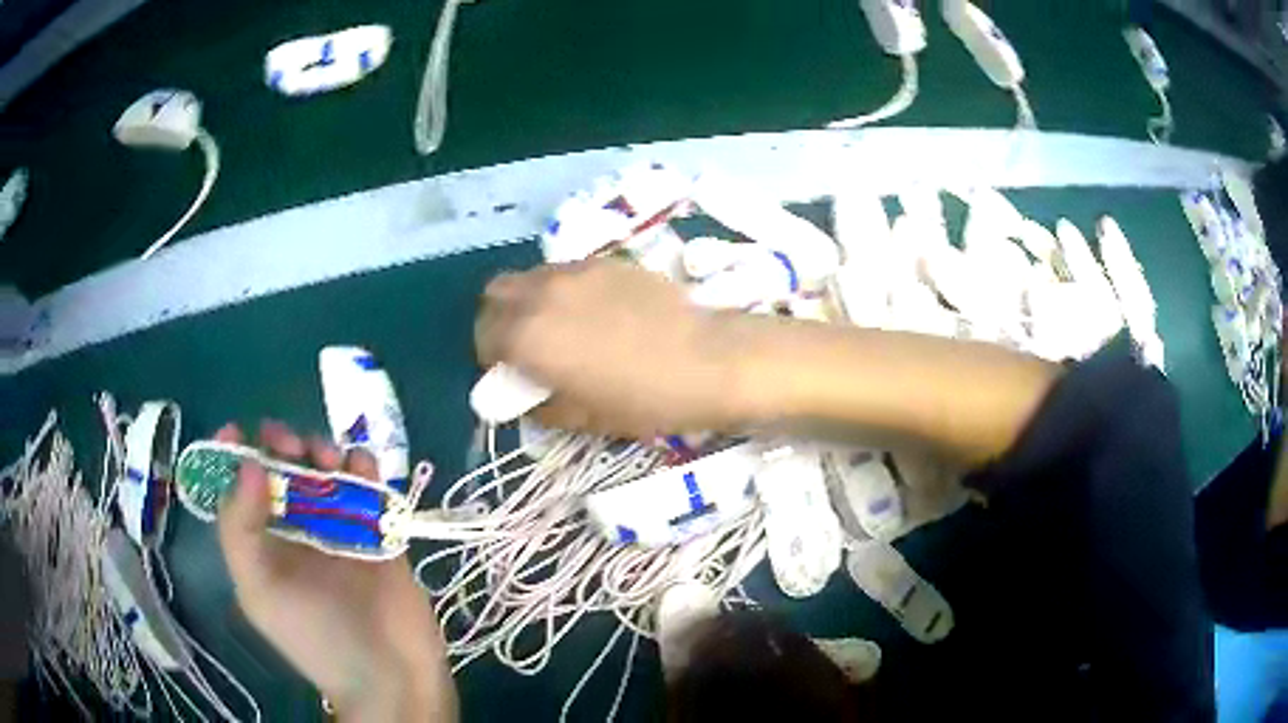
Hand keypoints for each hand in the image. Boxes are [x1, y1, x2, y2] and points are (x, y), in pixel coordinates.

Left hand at [215, 422, 456, 721]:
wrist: (390, 675)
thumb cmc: (317, 638)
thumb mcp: (260, 591)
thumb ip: (240, 529)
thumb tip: (245, 462)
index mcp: (263, 545)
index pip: (240, 489)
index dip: (235, 455)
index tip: (238, 429)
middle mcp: (296, 532)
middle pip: (284, 471)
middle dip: (283, 447)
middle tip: (290, 445)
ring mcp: (340, 531)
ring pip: (327, 472)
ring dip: (324, 452)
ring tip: (329, 458)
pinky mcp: (379, 532)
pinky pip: (369, 488)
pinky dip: (365, 468)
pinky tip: (363, 467)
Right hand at [476, 260, 757, 437]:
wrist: (706, 361)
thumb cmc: (643, 400)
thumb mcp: (582, 418)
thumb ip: (540, 404)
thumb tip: (527, 395)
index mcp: (527, 336)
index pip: (484, 335)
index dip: (491, 357)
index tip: (510, 373)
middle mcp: (542, 293)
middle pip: (496, 294)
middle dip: (501, 319)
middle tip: (526, 345)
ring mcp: (575, 271)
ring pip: (531, 277)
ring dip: (531, 300)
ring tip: (562, 326)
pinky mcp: (606, 261)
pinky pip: (567, 271)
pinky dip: (564, 290)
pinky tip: (597, 312)